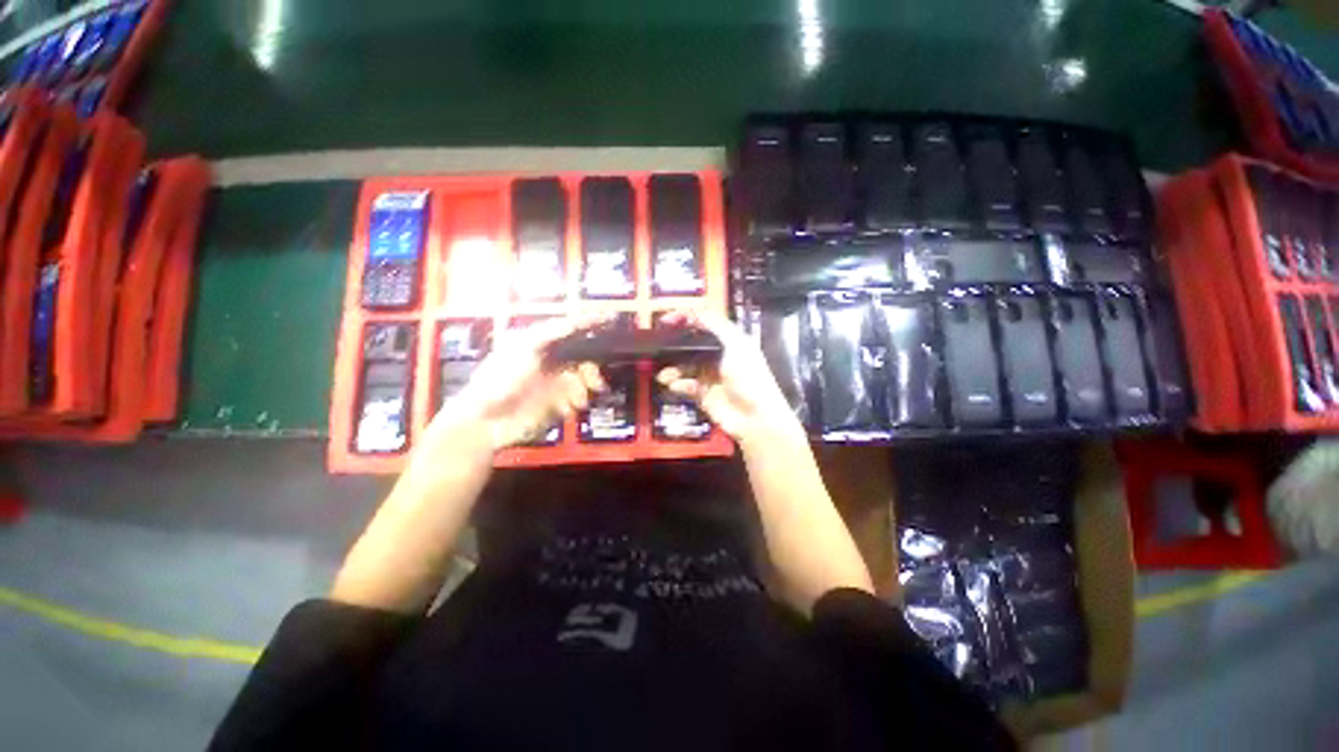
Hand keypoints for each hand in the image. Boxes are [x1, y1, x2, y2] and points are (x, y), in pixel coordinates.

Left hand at [433, 315, 607, 450]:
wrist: (486, 421)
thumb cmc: (500, 378)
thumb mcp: (524, 347)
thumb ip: (552, 332)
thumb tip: (576, 321)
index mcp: (541, 344)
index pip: (571, 330)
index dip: (589, 325)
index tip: (610, 320)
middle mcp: (550, 361)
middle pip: (583, 358)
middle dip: (592, 369)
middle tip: (595, 382)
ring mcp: (554, 384)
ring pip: (583, 381)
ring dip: (583, 390)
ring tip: (578, 401)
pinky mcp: (556, 404)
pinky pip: (577, 400)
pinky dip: (575, 404)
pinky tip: (565, 409)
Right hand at [655, 310, 800, 444]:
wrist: (755, 417)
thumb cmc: (750, 378)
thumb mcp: (736, 345)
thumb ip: (715, 325)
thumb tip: (694, 311)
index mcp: (729, 341)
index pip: (704, 324)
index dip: (686, 319)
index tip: (666, 320)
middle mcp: (718, 356)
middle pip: (690, 346)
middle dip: (674, 347)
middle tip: (658, 348)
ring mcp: (709, 376)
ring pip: (684, 367)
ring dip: (673, 369)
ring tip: (664, 374)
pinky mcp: (702, 394)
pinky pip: (685, 385)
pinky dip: (678, 384)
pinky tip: (676, 386)